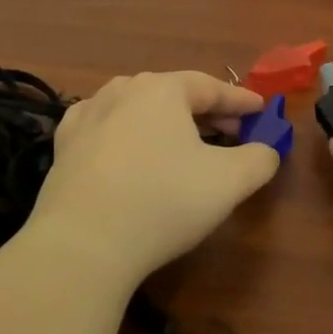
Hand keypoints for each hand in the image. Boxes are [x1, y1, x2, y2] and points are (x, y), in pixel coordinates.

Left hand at [30, 71, 277, 287]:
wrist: (82, 245)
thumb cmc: (163, 201)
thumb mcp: (229, 182)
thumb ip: (259, 160)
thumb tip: (268, 150)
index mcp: (163, 89)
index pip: (211, 88)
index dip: (240, 100)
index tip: (261, 109)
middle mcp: (123, 90)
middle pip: (174, 95)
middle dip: (206, 112)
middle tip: (232, 133)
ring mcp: (88, 116)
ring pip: (138, 108)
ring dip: (165, 121)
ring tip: (183, 141)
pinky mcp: (64, 147)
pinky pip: (104, 128)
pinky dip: (125, 133)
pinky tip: (128, 147)